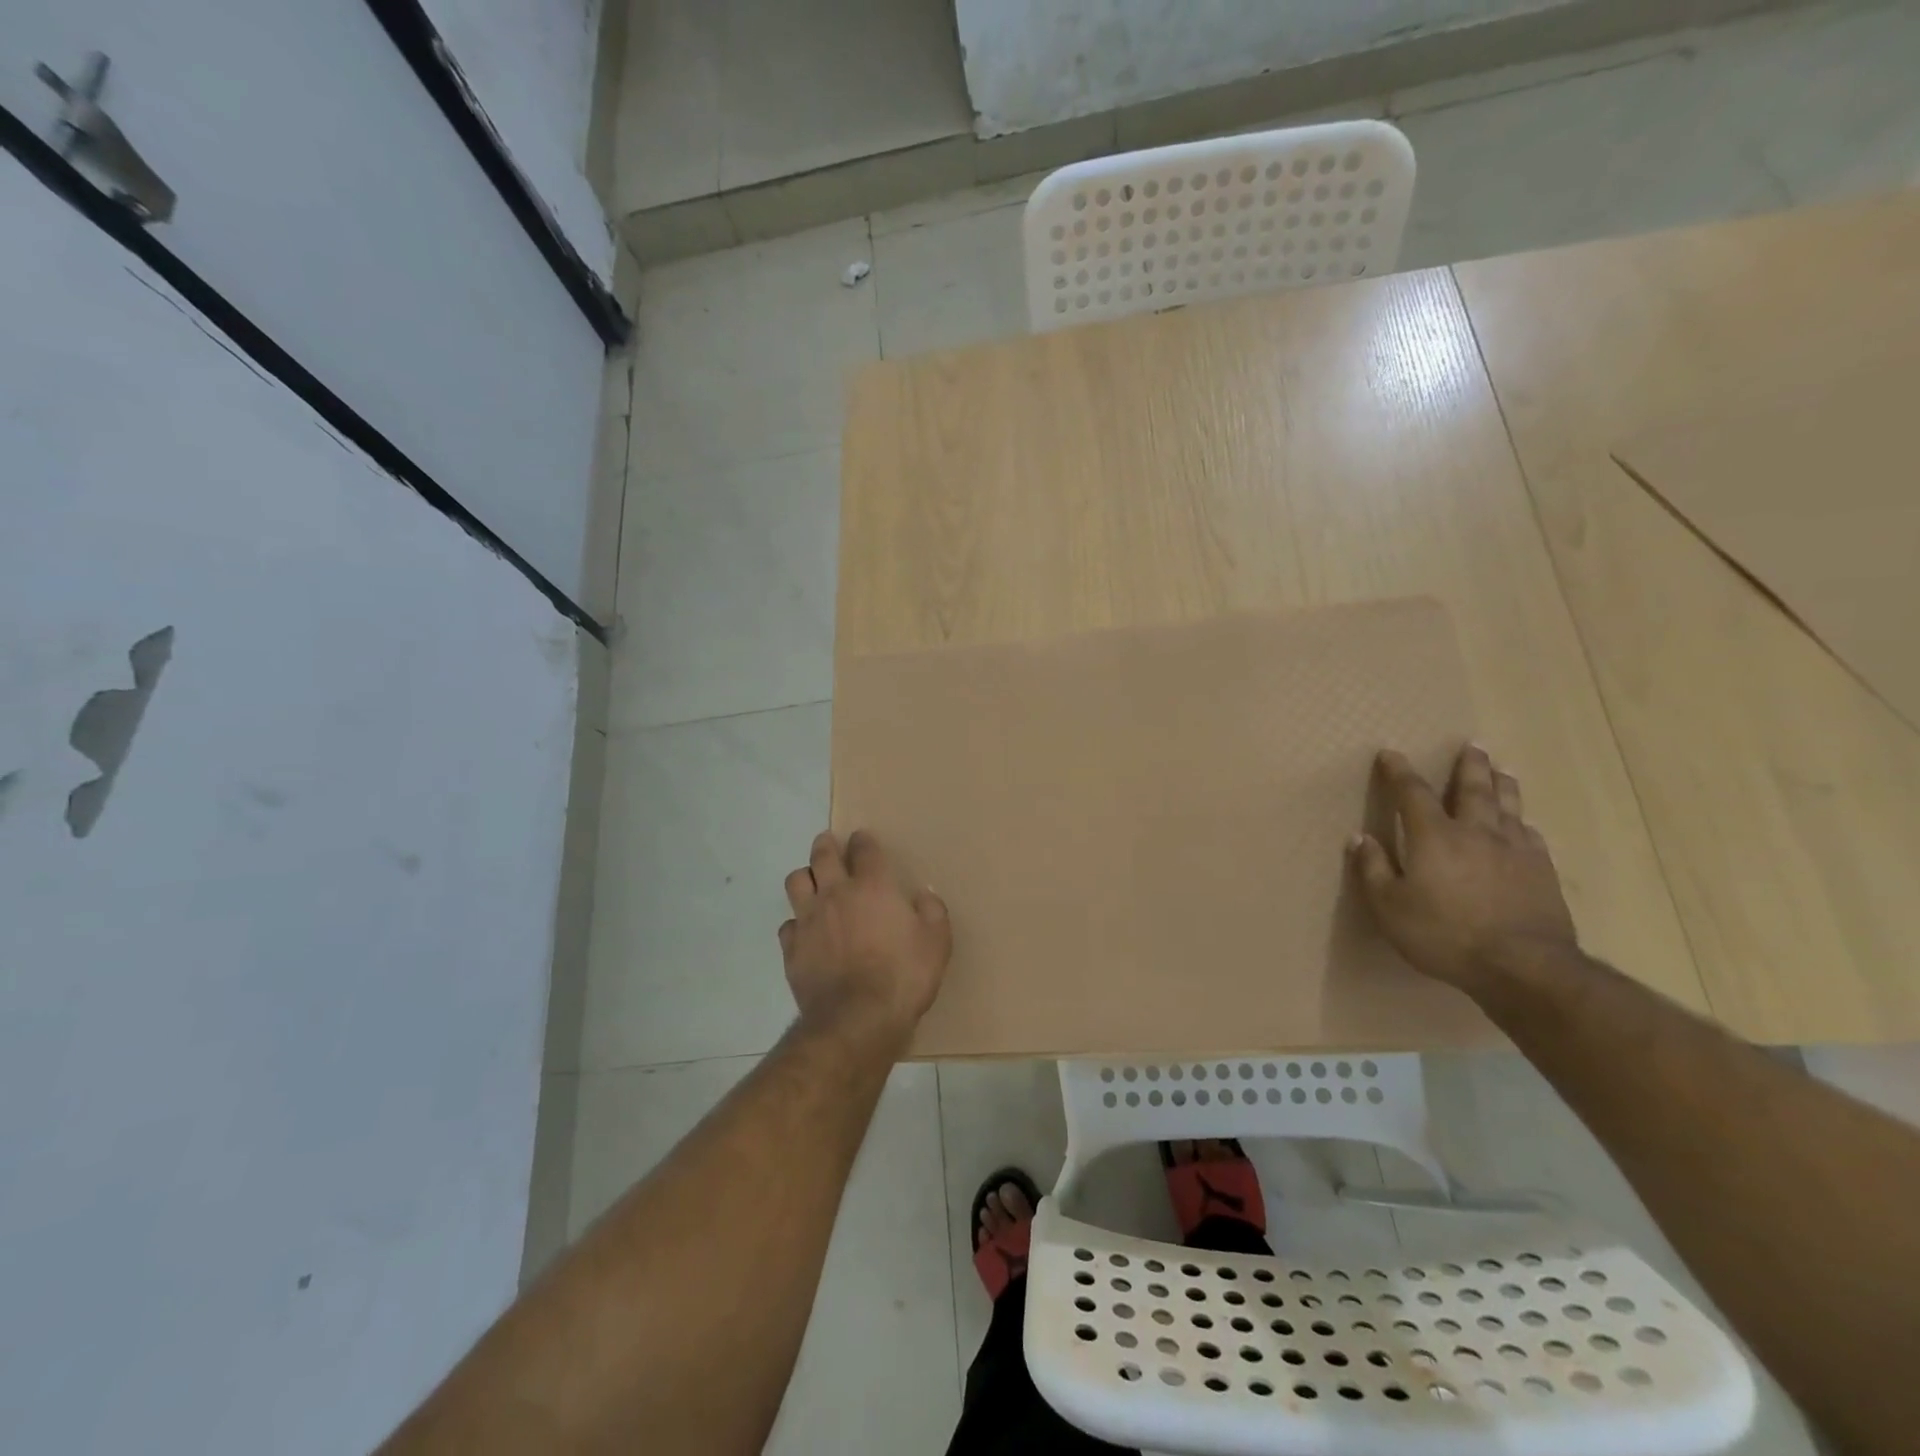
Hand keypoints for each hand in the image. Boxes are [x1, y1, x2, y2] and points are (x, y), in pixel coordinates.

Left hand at [779, 831, 951, 1045]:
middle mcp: (836, 894)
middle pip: (822, 855)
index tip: (863, 839)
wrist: (857, 1020)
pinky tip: (805, 932)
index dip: (863, 840)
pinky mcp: (792, 948)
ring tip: (812, 881)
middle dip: (826, 844)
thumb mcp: (937, 943)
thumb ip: (933, 912)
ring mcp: (809, 920)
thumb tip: (923, 895)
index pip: (864, 849)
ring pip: (796, 881)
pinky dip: (796, 923)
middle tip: (828, 843)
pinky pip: (788, 924)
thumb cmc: (903, 977)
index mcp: (873, 886)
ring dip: (805, 876)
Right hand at [1348, 745, 1578, 994]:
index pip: (1412, 793)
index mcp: (1433, 836)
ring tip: (1502, 769)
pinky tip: (1523, 823)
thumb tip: (1359, 837)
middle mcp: (1476, 832)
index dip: (1399, 772)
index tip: (1390, 754)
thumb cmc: (1444, 935)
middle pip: (1473, 789)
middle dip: (1469, 765)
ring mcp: (1514, 850)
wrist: (1523, 967)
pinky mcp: (1542, 871)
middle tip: (1471, 745)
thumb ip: (1373, 869)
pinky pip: (1531, 835)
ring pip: (1508, 805)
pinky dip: (1522, 821)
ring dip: (1502, 784)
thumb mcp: (1390, 907)